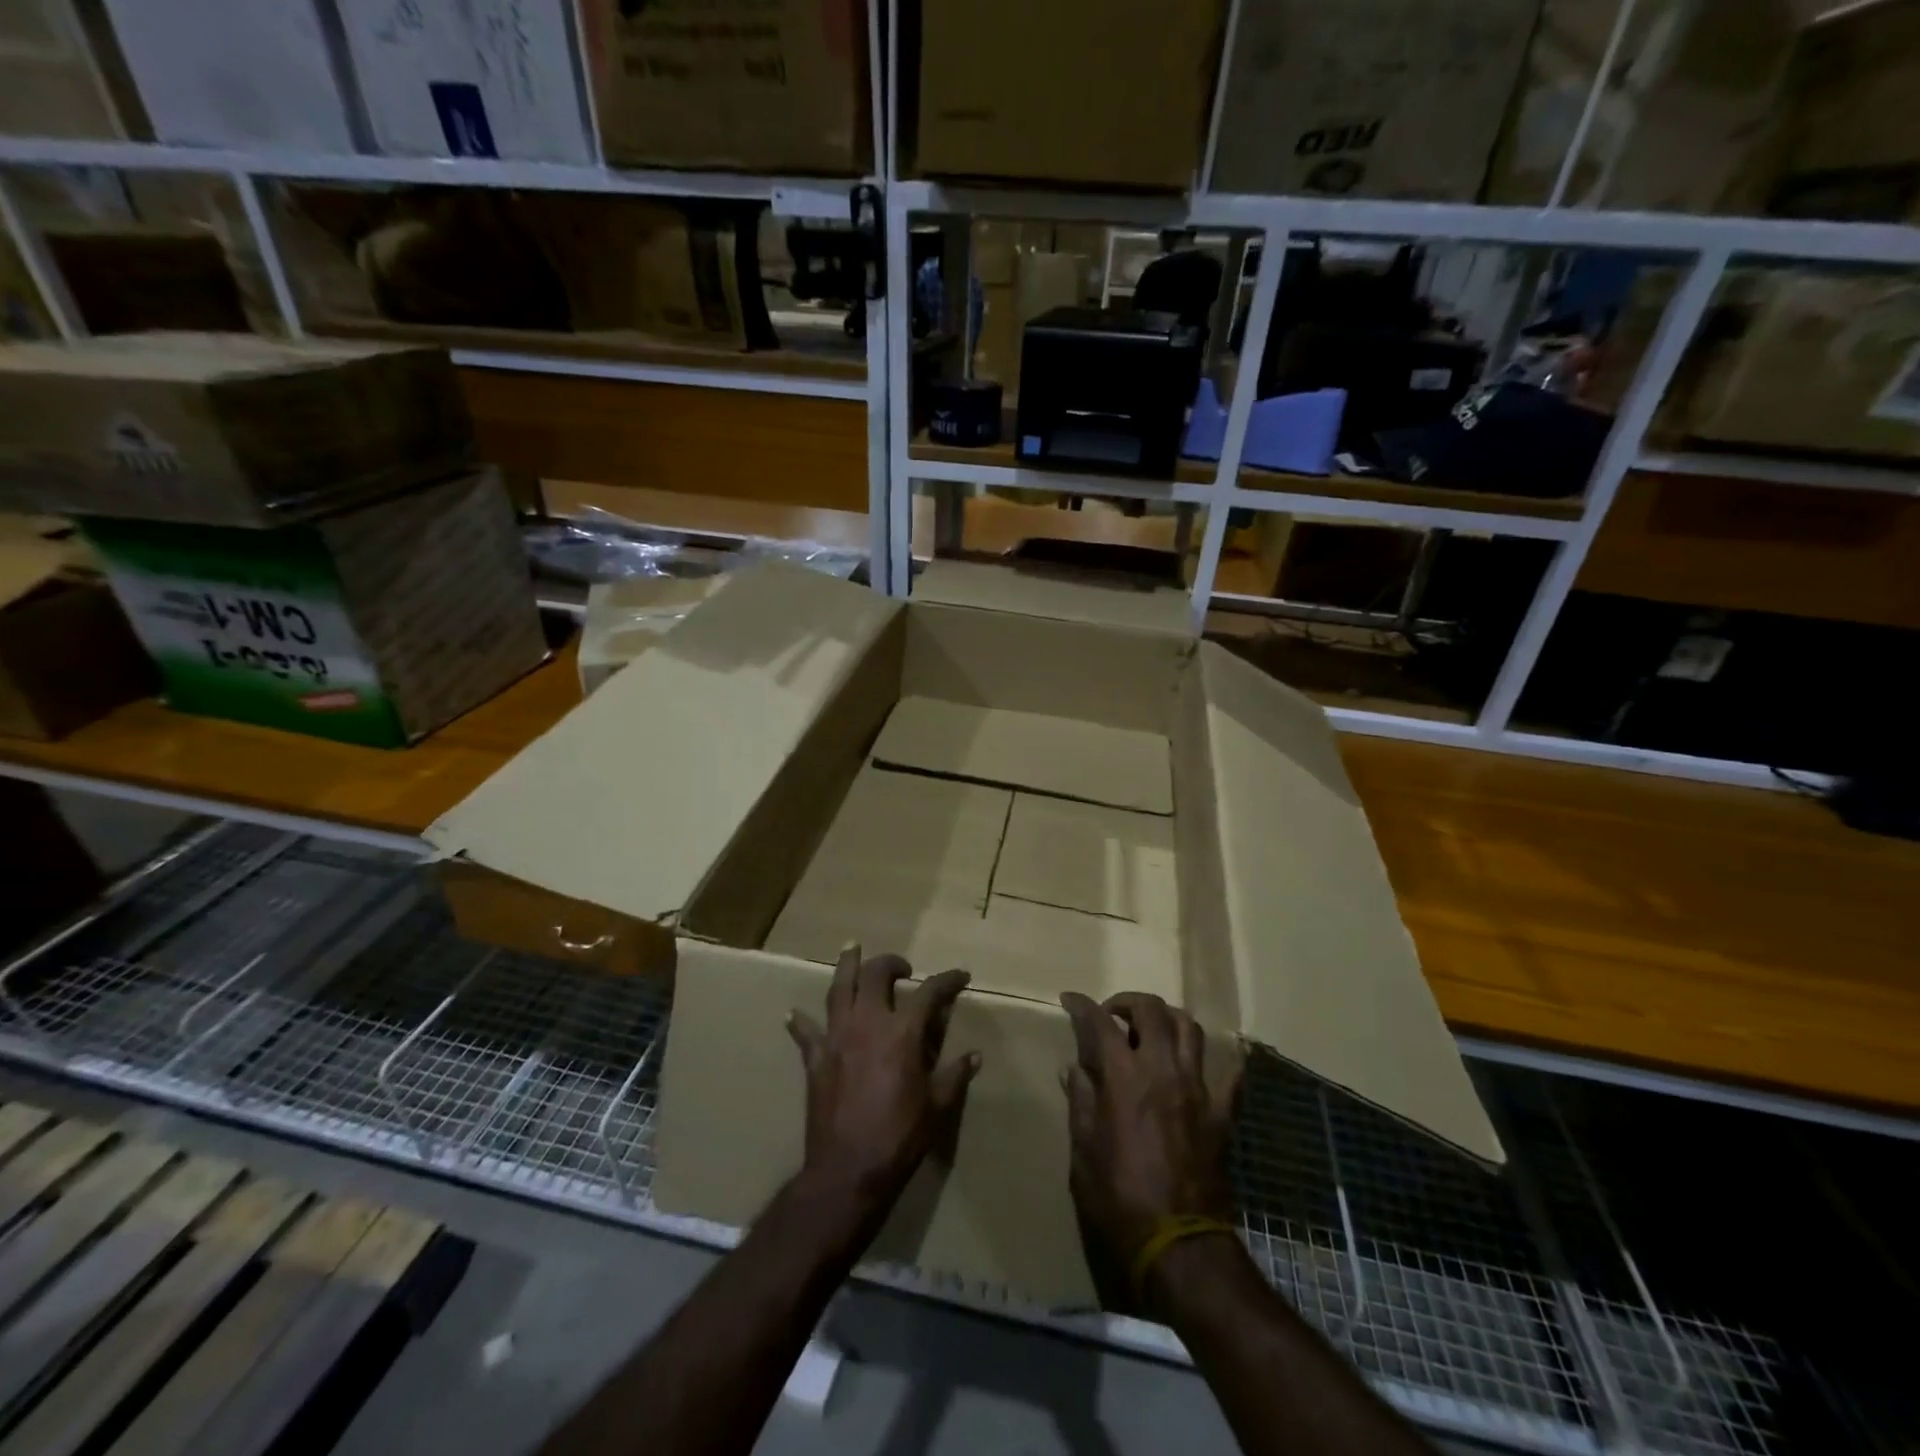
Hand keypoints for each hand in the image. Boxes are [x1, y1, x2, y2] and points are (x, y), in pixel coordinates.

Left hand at [787, 945, 979, 1222]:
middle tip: (901, 968)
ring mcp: (837, 1038)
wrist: (847, 1170)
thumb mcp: (937, 1108)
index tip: (960, 976)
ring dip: (846, 966)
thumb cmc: (899, 1137)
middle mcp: (868, 1024)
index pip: (929, 992)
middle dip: (891, 963)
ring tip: (851, 948)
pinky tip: (794, 1013)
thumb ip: (954, 1076)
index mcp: (903, 1033)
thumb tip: (974, 1056)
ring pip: (839, 989)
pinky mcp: (815, 1058)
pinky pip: (806, 1032)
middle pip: (876, 975)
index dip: (947, 980)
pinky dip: (801, 1021)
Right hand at [1060, 992, 1239, 1276]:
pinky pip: (1229, 1078)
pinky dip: (1217, 1065)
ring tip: (1152, 1031)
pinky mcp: (1222, 1114)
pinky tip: (1202, 1069)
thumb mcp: (1084, 1152)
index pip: (1099, 1023)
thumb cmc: (1120, 1199)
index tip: (1069, 1000)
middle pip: (1152, 1011)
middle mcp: (1163, 1070)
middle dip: (1128, 1002)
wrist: (1180, 1245)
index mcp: (1124, 1077)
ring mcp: (1198, 1089)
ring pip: (1190, 1029)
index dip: (1082, 1005)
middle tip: (1113, 1016)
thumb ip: (1081, 1102)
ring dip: (1167, 1020)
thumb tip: (1075, 1069)